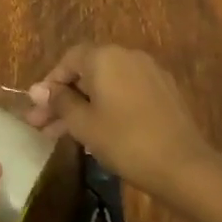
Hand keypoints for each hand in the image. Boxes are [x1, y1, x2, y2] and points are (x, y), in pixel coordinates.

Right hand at [24, 43, 219, 198]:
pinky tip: (98, 132)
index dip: (50, 83)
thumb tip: (38, 90)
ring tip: (65, 135)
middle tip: (43, 125)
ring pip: (106, 85)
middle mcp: (127, 56)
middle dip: (64, 98)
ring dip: (84, 105)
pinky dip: (108, 106)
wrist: (183, 166)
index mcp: (104, 57)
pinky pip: (126, 92)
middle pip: (87, 72)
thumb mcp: (83, 123)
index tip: (38, 109)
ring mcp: (149, 73)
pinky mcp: (164, 92)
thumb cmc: (124, 141)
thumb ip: (59, 102)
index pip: (68, 60)